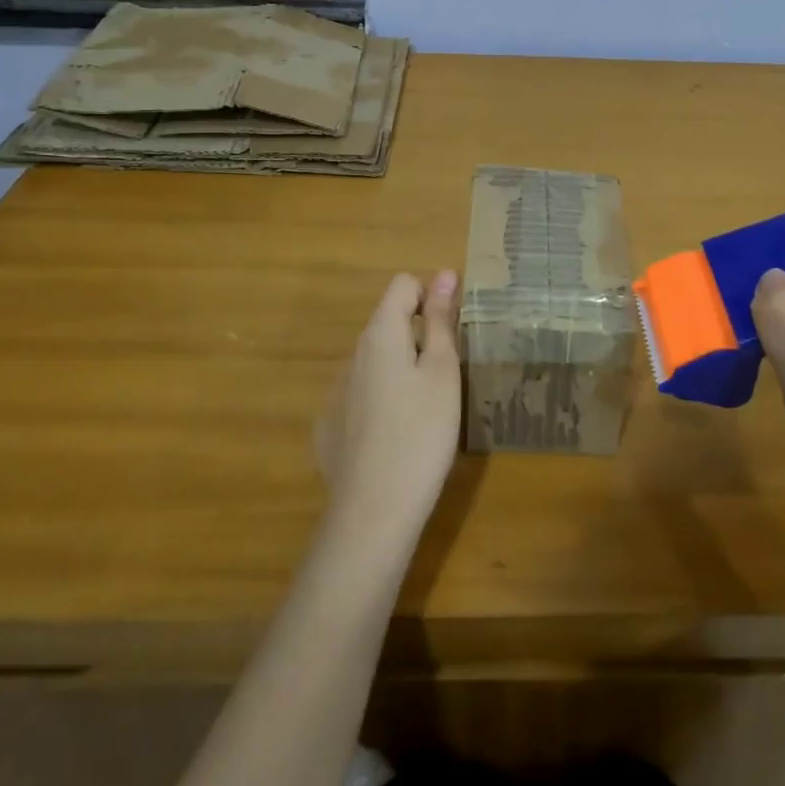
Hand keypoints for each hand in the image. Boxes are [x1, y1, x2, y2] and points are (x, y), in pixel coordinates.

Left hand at [316, 271, 461, 545]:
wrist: (374, 510)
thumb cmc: (421, 433)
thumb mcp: (442, 372)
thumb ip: (440, 322)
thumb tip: (444, 274)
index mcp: (380, 335)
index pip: (403, 285)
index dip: (432, 296)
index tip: (454, 330)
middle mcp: (352, 354)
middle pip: (388, 323)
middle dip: (419, 335)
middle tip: (449, 375)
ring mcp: (336, 391)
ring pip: (376, 361)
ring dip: (401, 368)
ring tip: (428, 409)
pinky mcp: (330, 425)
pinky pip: (362, 394)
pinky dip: (383, 399)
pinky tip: (398, 436)